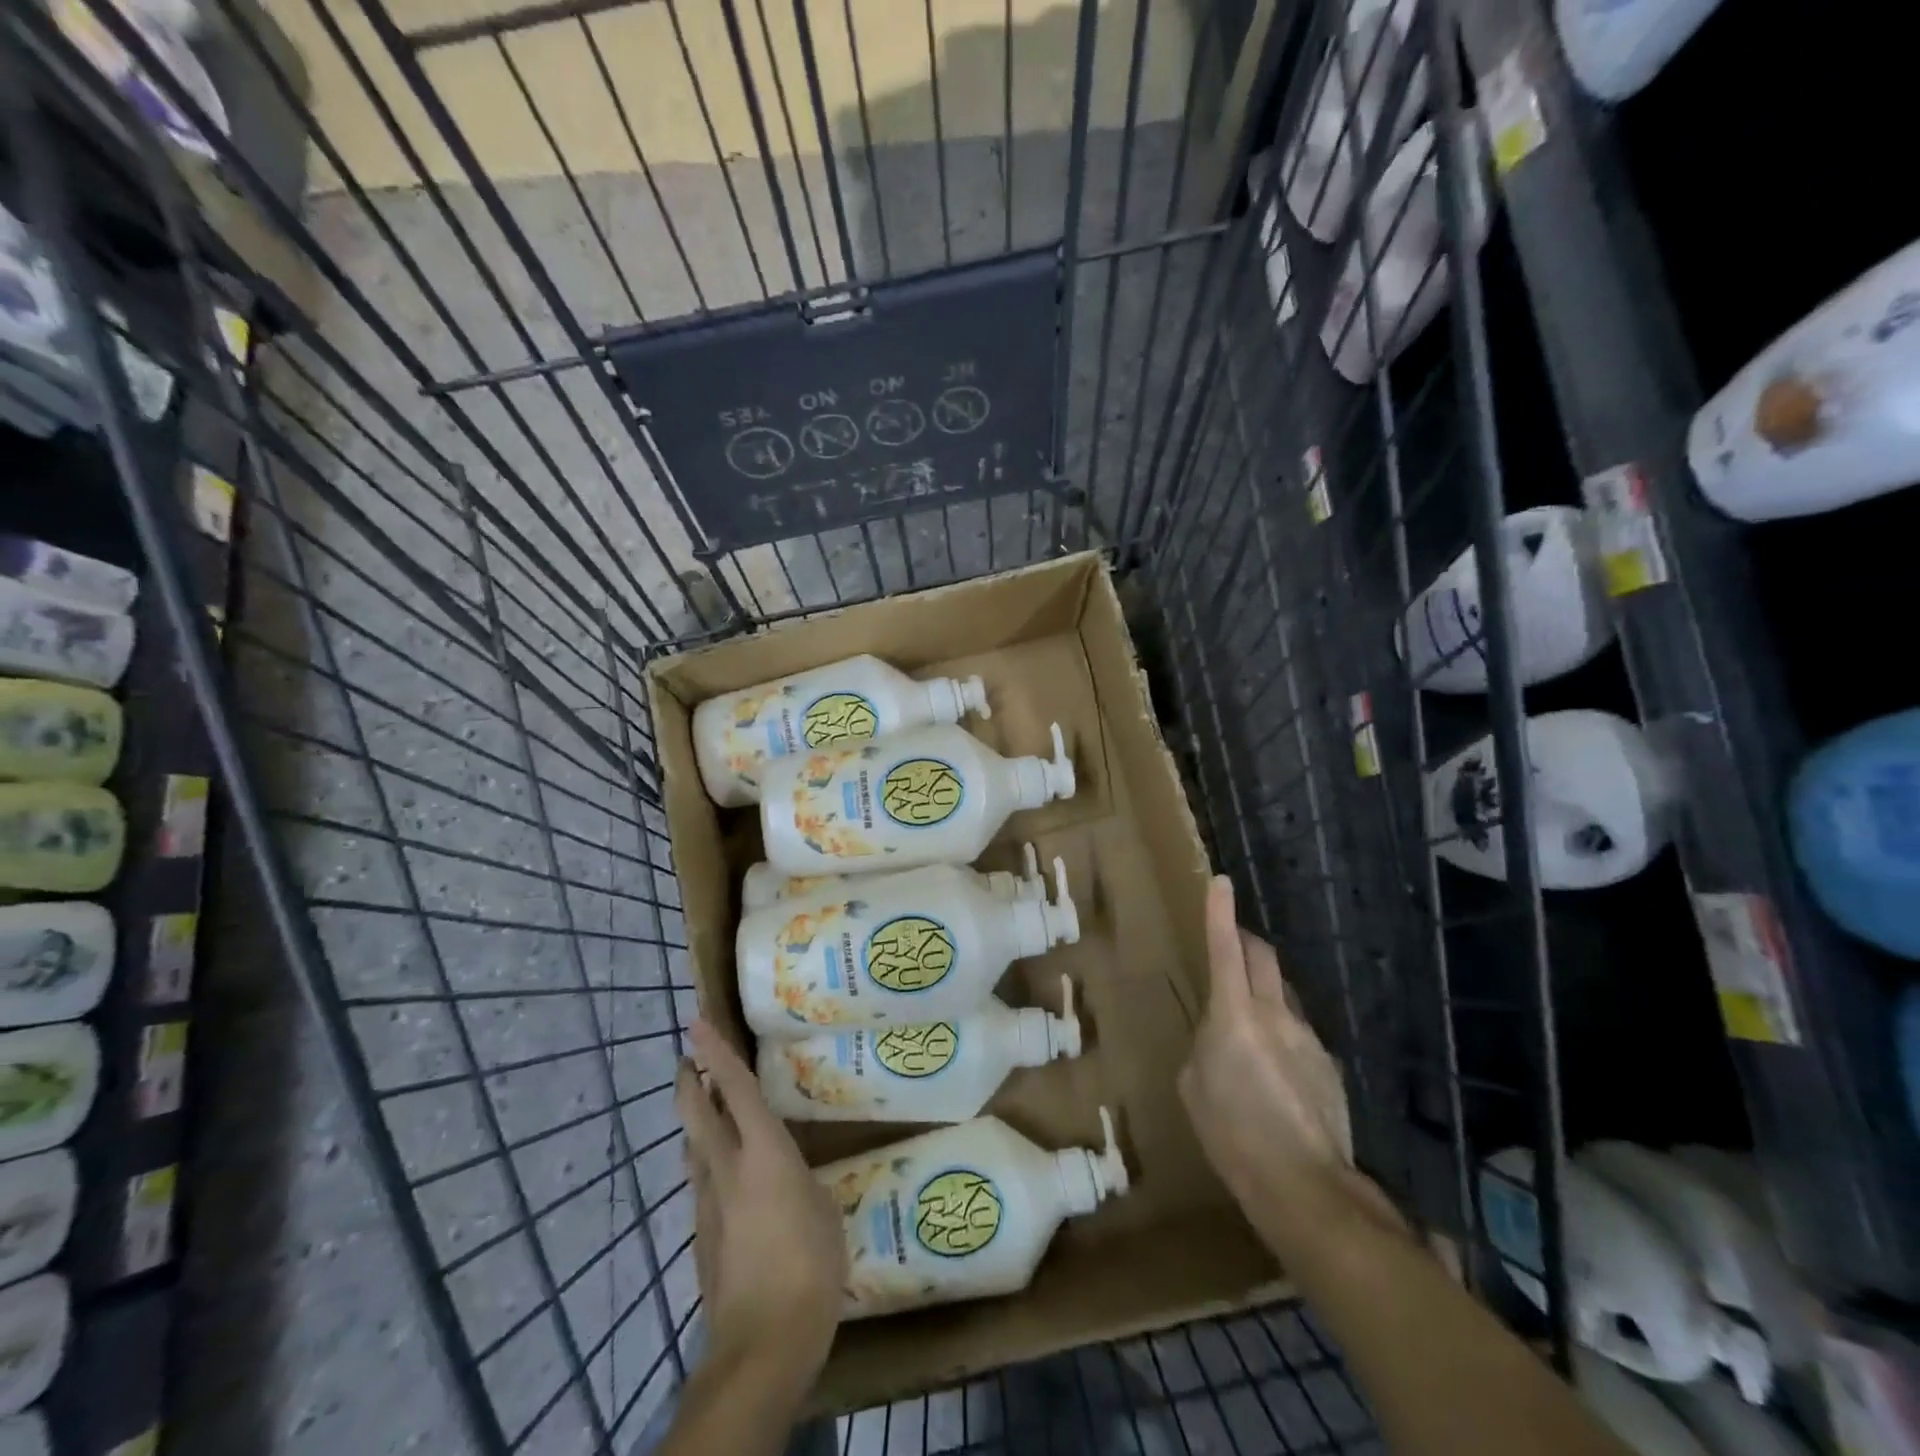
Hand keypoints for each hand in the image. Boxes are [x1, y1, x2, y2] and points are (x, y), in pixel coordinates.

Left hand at [677, 1020, 846, 1388]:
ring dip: (695, 1122)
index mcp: (763, 1153)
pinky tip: (727, 1177)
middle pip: (694, 1112)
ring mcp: (707, 1204)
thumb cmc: (810, 1267)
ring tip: (709, 1111)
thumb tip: (788, 1177)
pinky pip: (701, 1183)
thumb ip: (801, 1183)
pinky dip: (707, 1163)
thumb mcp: (823, 1211)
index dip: (716, 1051)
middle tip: (689, 1058)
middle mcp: (726, 1169)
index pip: (733, 1088)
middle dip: (688, 1079)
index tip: (696, 1022)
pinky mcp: (701, 1237)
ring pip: (693, 1148)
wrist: (761, 1345)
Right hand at [1180, 876, 1371, 1236]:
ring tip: (1250, 1025)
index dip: (1220, 913)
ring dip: (1265, 990)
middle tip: (1231, 943)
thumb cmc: (1232, 1134)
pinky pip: (1299, 1031)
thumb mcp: (1193, 1086)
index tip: (1222, 882)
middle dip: (1245, 941)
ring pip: (1284, 993)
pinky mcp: (1329, 1063)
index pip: (1225, 949)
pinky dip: (1282, 1033)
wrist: (1304, 1184)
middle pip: (1263, 957)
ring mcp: (1307, 1037)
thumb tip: (1216, 1036)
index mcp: (1233, 1015)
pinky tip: (1277, 1074)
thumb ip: (1203, 1046)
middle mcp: (1275, 1014)